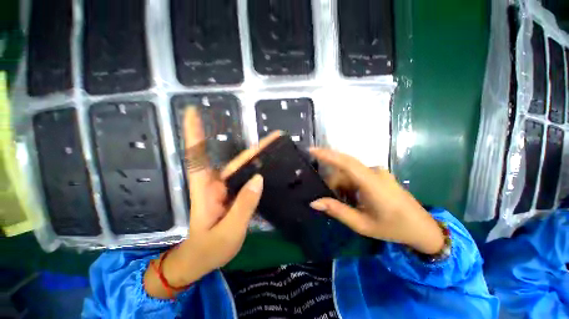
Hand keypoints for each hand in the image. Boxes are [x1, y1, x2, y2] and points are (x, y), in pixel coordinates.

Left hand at [144, 109, 279, 298]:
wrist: (202, 259)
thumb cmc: (209, 248)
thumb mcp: (228, 231)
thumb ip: (244, 206)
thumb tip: (258, 179)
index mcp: (205, 190)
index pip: (197, 157)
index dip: (194, 133)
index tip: (192, 111)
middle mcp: (216, 184)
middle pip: (235, 161)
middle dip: (254, 149)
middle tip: (274, 138)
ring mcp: (227, 189)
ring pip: (244, 168)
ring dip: (259, 157)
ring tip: (277, 148)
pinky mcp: (235, 194)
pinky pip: (247, 178)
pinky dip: (258, 170)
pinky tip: (271, 166)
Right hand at [309, 148, 444, 254]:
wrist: (422, 228)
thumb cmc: (393, 228)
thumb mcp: (362, 224)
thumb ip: (337, 211)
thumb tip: (314, 202)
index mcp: (372, 184)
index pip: (346, 163)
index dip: (327, 154)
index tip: (311, 150)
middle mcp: (374, 172)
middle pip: (343, 171)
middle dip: (333, 184)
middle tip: (330, 202)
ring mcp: (377, 172)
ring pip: (348, 173)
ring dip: (342, 187)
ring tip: (347, 204)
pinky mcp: (378, 174)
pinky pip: (356, 175)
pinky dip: (349, 186)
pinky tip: (354, 200)